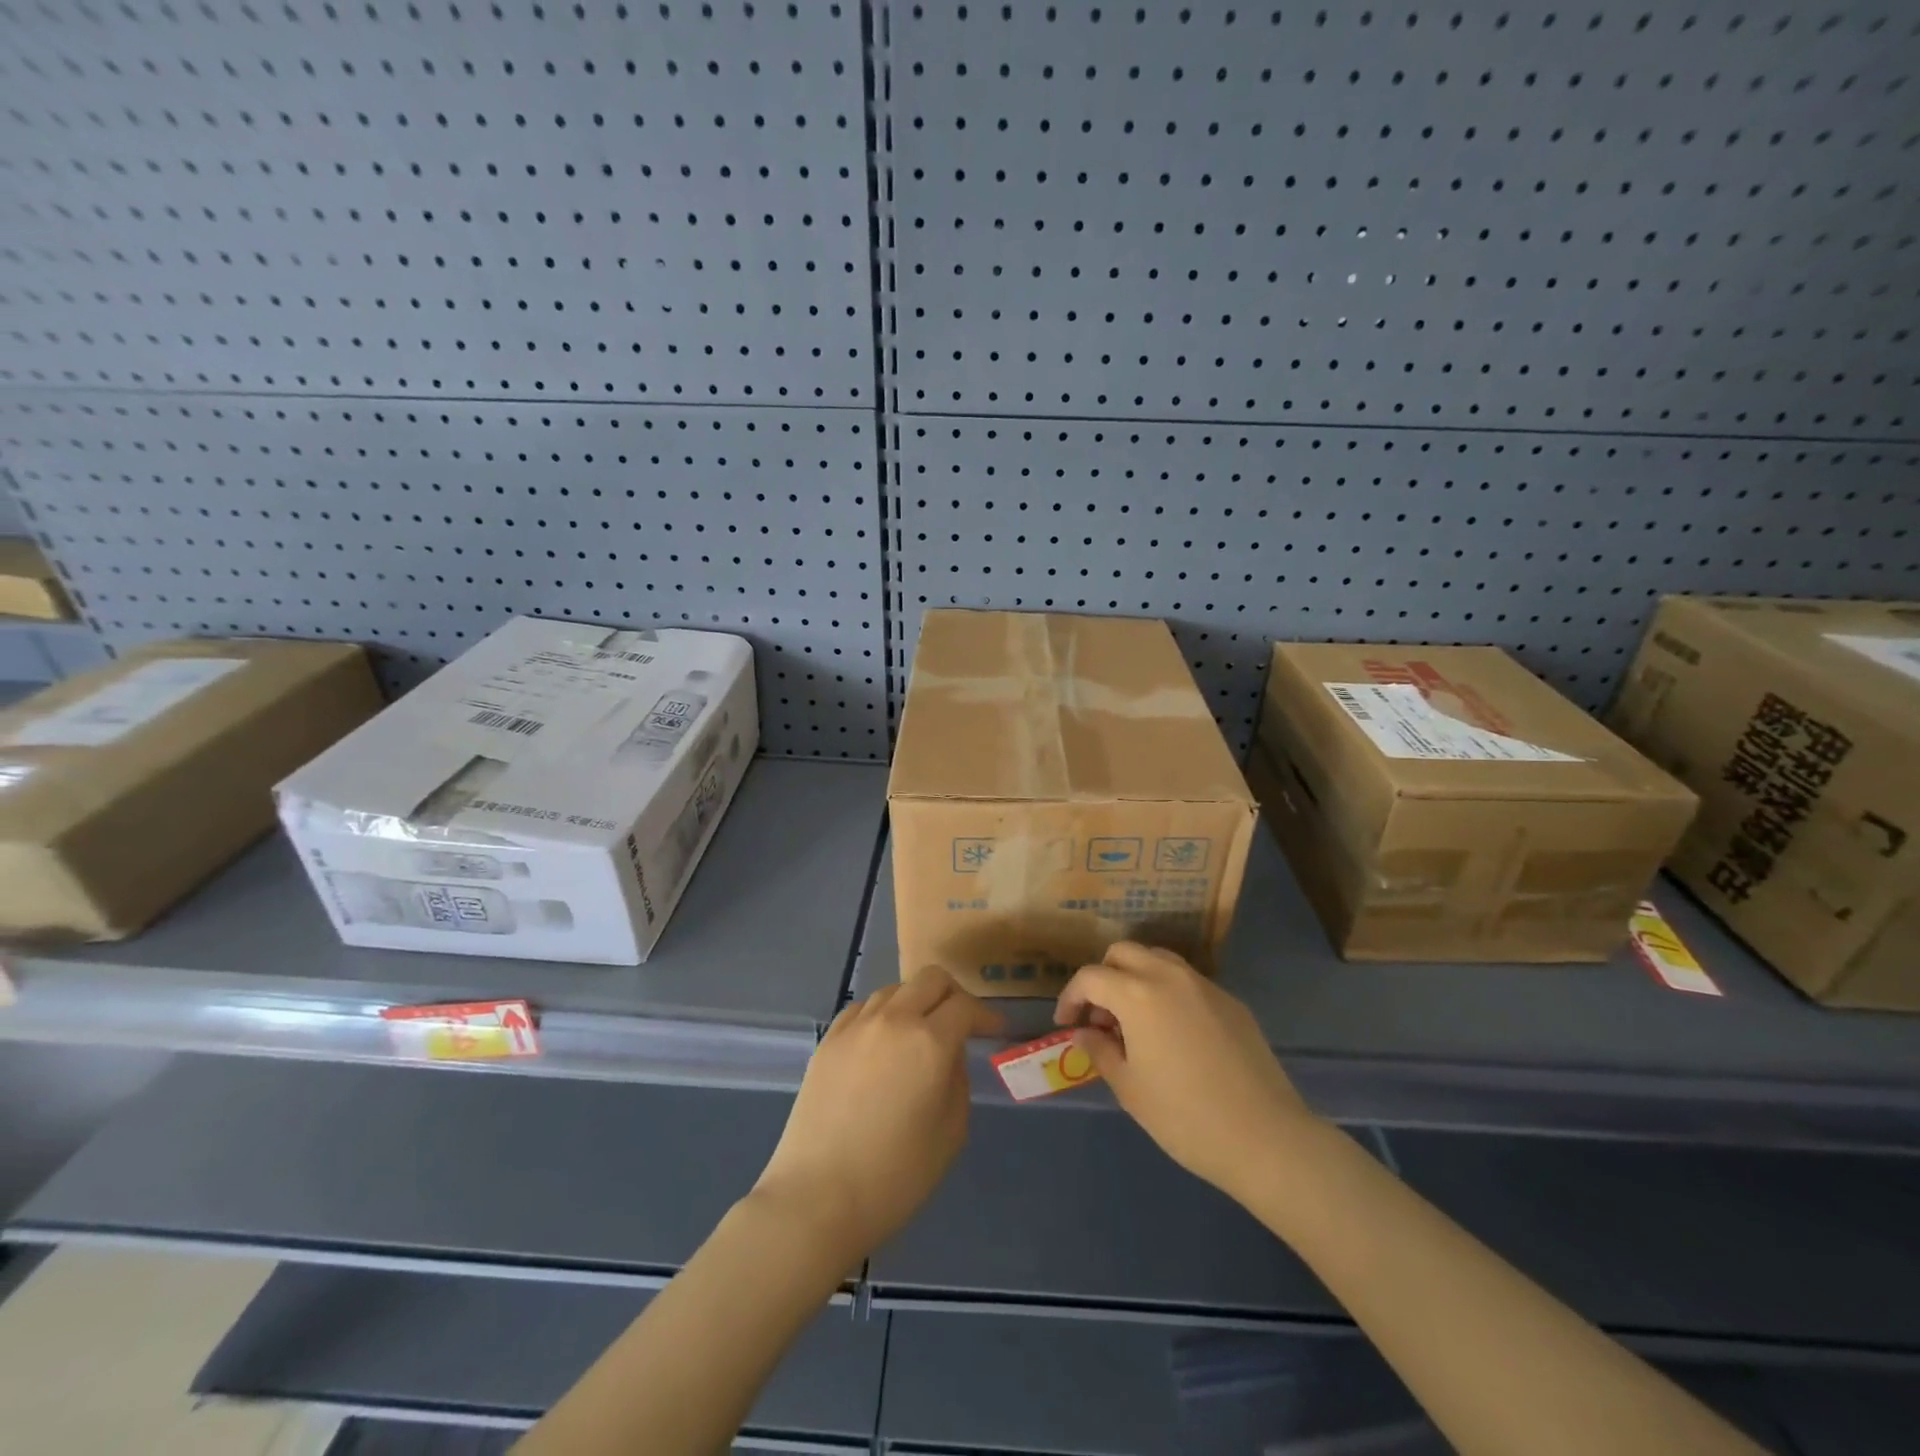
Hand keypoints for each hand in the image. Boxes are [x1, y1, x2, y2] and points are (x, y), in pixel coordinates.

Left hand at [754, 966, 1003, 1258]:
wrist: (817, 1198)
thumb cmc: (895, 1176)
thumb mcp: (951, 1132)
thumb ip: (957, 1079)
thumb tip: (949, 1054)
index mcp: (929, 1042)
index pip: (965, 1006)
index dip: (986, 1015)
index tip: (995, 1030)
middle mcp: (893, 1019)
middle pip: (931, 979)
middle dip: (953, 994)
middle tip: (961, 1023)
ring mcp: (856, 1025)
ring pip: (895, 989)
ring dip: (915, 1003)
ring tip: (919, 1035)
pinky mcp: (829, 1039)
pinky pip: (864, 1008)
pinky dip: (883, 1015)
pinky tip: (883, 1045)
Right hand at [1055, 942, 1315, 1203]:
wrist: (1265, 1138)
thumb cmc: (1185, 1117)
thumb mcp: (1130, 1088)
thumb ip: (1100, 1051)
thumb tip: (1084, 1033)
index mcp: (1137, 994)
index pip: (1090, 977)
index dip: (1071, 997)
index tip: (1067, 1023)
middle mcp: (1169, 975)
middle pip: (1124, 952)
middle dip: (1103, 976)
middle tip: (1101, 1016)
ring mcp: (1204, 985)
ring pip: (1158, 959)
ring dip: (1136, 977)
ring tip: (1135, 1021)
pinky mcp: (1231, 1001)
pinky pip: (1188, 982)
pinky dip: (1168, 992)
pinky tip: (1174, 1034)